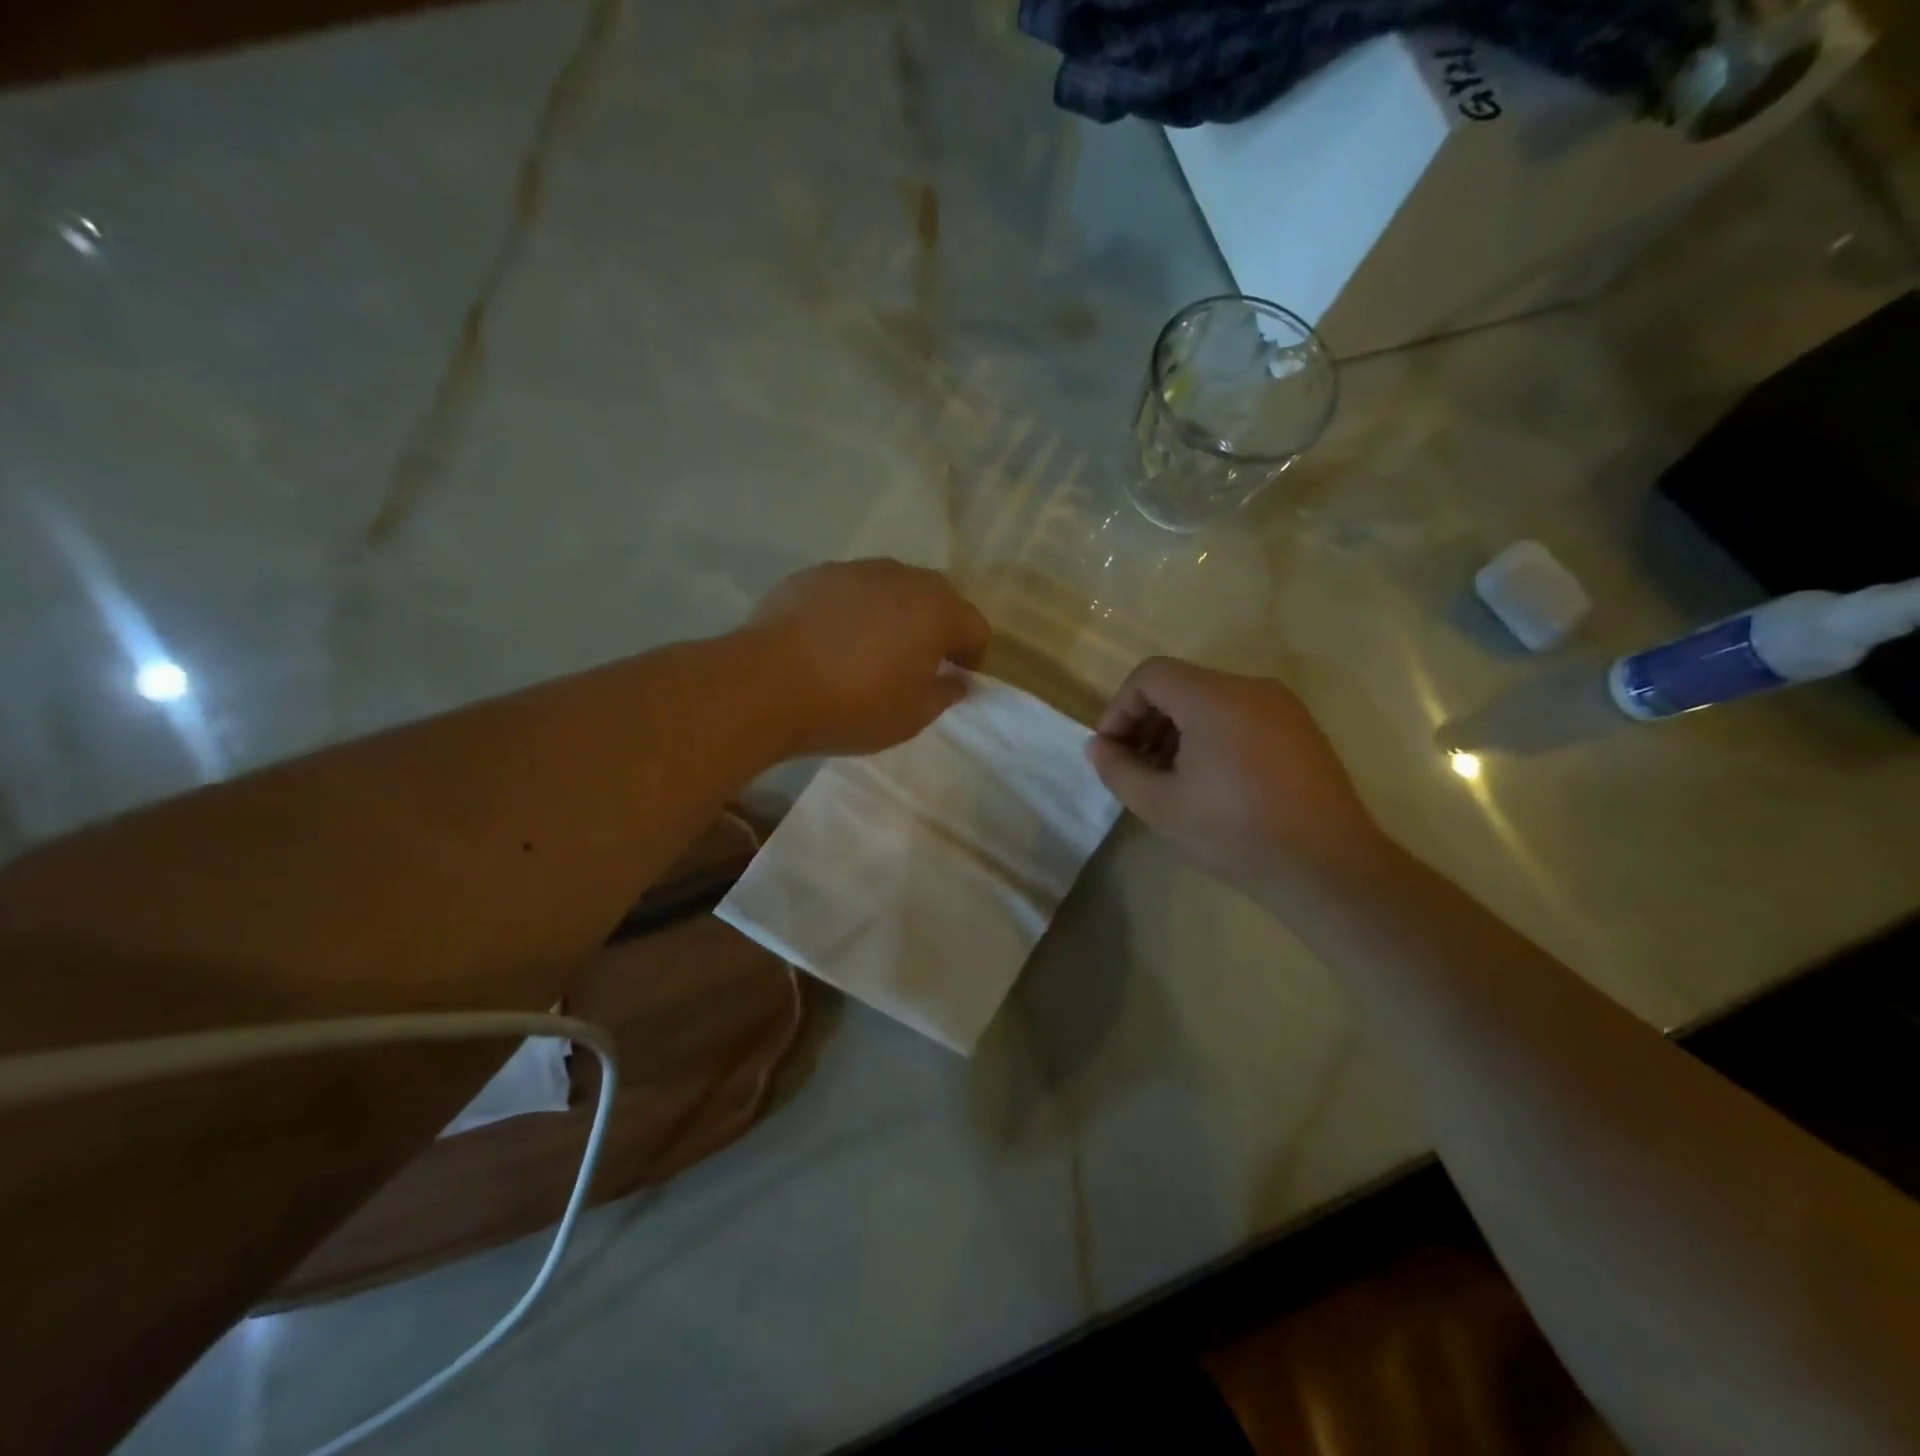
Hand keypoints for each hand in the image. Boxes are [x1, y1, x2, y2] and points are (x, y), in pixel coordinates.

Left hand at [747, 559, 990, 757]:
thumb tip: (957, 681)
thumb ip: (944, 694)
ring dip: (893, 614)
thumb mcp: (911, 717)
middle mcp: (901, 577)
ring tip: (870, 651)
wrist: (767, 685)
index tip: (954, 681)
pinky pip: (849, 590)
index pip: (975, 626)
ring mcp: (854, 570)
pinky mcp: (814, 574)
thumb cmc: (852, 706)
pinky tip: (830, 641)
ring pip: (890, 589)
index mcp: (936, 610)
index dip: (971, 657)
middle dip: (935, 627)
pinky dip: (852, 610)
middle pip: (936, 597)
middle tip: (917, 664)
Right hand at [1086, 657, 1389, 900]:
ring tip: (1168, 778)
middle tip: (1134, 767)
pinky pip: (1240, 715)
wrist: (1328, 868)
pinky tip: (1209, 780)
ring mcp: (1282, 707)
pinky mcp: (1300, 729)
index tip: (1112, 749)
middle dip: (1146, 720)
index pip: (1151, 675)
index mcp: (1215, 699)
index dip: (1120, 707)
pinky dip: (1211, 734)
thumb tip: (1099, 746)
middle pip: (1181, 684)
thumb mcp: (1161, 807)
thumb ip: (1118, 770)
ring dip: (1177, 730)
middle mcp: (1251, 688)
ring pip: (1210, 700)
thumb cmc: (1235, 834)